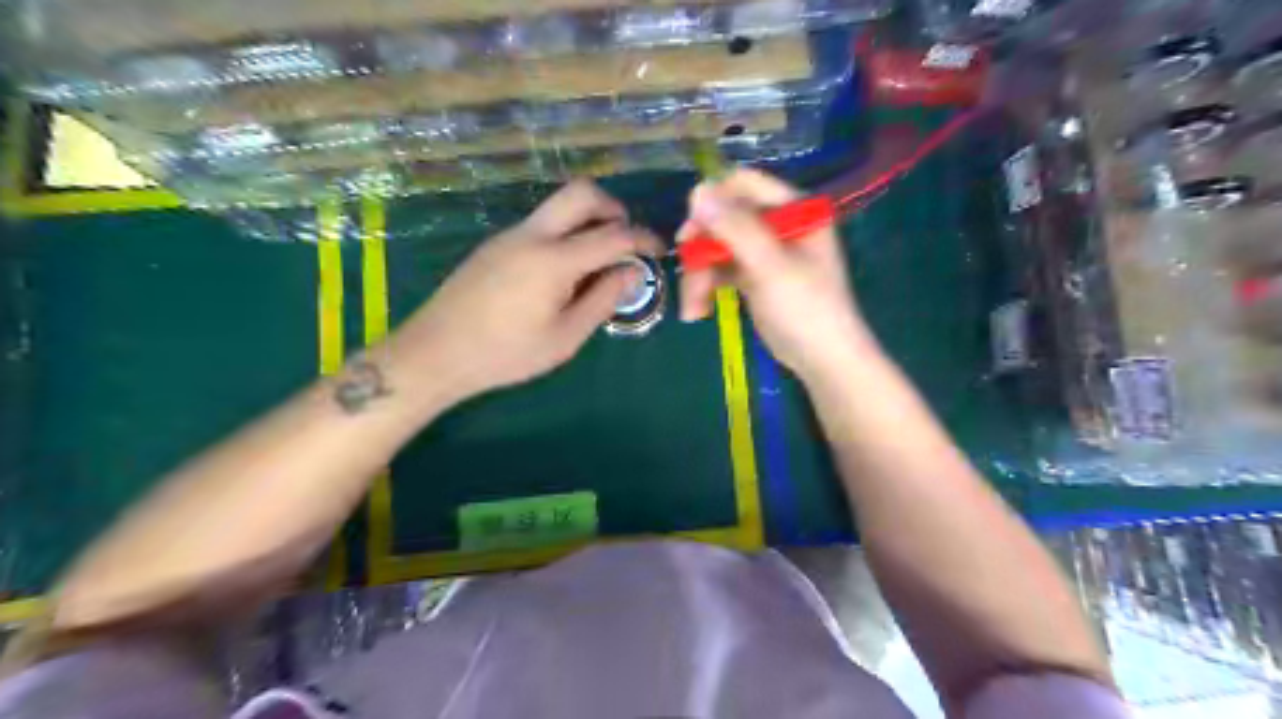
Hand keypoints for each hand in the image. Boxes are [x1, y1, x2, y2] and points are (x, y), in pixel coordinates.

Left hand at [397, 180, 659, 403]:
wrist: (435, 353)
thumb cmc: (506, 354)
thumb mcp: (564, 337)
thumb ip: (603, 300)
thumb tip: (631, 272)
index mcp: (554, 260)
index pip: (613, 235)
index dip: (643, 239)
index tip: (659, 251)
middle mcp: (532, 234)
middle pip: (582, 193)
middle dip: (614, 209)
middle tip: (626, 241)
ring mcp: (510, 235)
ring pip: (559, 206)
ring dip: (588, 220)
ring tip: (598, 262)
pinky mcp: (496, 244)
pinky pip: (541, 224)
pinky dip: (565, 234)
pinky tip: (563, 272)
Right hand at [680, 169, 881, 380]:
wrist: (822, 360)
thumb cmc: (806, 309)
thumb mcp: (770, 266)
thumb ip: (735, 228)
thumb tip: (697, 191)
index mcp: (794, 208)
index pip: (744, 185)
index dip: (713, 202)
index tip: (690, 230)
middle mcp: (778, 223)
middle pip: (724, 218)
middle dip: (702, 250)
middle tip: (687, 273)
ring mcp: (764, 251)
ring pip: (717, 247)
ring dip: (700, 276)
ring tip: (692, 309)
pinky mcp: (753, 275)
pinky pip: (721, 270)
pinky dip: (707, 288)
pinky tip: (697, 312)